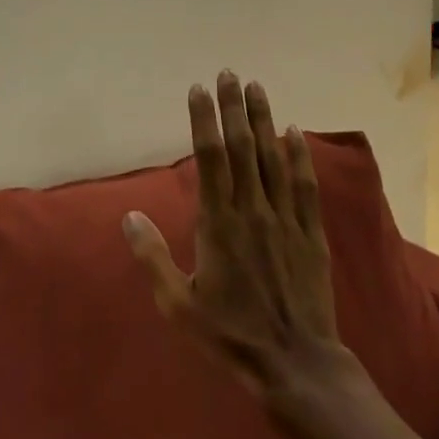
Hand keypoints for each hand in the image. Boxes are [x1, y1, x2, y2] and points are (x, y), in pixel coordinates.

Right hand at [123, 72, 343, 396]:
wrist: (296, 365)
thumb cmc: (230, 335)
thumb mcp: (178, 305)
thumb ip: (152, 257)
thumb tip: (128, 216)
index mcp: (219, 222)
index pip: (209, 158)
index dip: (203, 119)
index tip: (198, 89)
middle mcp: (253, 210)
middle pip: (242, 147)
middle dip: (233, 107)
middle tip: (228, 73)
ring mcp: (285, 219)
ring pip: (273, 158)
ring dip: (264, 119)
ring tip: (257, 87)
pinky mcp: (311, 233)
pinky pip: (305, 185)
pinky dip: (299, 156)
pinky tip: (295, 132)